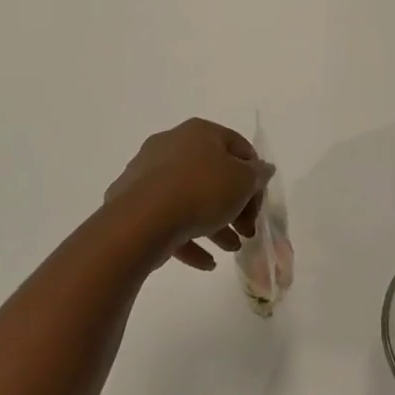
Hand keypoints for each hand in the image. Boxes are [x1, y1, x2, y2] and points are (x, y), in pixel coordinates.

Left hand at [101, 118, 274, 271]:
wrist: (141, 220)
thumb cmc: (201, 191)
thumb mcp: (243, 182)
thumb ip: (257, 174)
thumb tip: (262, 169)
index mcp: (199, 132)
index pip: (238, 147)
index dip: (255, 177)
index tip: (258, 206)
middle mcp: (171, 145)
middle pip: (213, 174)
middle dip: (234, 206)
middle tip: (246, 231)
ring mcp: (148, 173)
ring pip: (190, 197)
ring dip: (214, 224)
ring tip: (230, 249)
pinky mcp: (132, 203)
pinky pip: (167, 217)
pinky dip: (188, 237)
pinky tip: (205, 262)